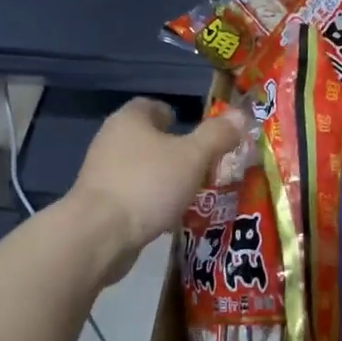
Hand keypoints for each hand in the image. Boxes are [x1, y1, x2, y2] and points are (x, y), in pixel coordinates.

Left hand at [68, 99, 246, 282]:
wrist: (100, 234)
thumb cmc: (149, 184)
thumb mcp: (193, 157)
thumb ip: (217, 136)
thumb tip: (241, 116)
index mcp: (130, 120)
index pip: (152, 106)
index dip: (176, 116)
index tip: (198, 135)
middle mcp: (111, 140)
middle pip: (148, 139)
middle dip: (176, 152)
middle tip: (204, 167)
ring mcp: (102, 173)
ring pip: (142, 169)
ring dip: (165, 179)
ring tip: (192, 195)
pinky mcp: (100, 204)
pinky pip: (134, 195)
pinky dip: (152, 202)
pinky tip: (170, 218)